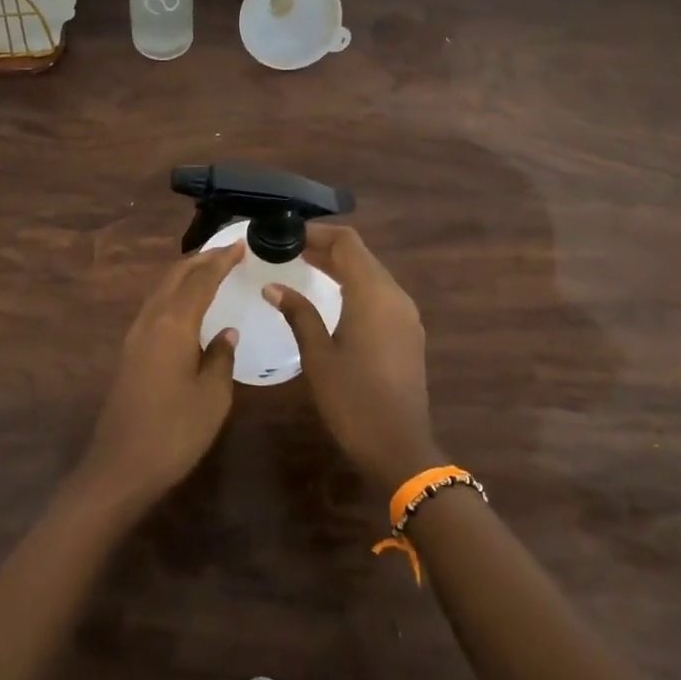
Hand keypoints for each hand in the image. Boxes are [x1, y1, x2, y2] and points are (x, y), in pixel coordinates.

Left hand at [80, 241, 245, 505]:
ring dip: (186, 274)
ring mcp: (136, 335)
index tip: (240, 246)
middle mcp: (151, 320)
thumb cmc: (174, 432)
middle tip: (228, 251)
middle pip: (176, 276)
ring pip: (162, 289)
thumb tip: (225, 333)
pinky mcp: (130, 351)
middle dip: (202, 259)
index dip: (221, 261)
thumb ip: (221, 358)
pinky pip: (155, 306)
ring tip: (210, 269)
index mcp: (174, 325)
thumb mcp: (212, 397)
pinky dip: (175, 293)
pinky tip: (187, 304)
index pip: (201, 280)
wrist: (121, 466)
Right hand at [266, 225, 438, 495]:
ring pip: (371, 273)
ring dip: (340, 265)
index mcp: (373, 294)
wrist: (400, 447)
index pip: (347, 242)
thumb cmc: (353, 399)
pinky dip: (354, 285)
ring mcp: (405, 314)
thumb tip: (273, 286)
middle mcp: (395, 295)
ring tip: (304, 266)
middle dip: (325, 247)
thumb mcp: (318, 355)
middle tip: (289, 249)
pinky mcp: (407, 332)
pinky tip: (331, 297)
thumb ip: (298, 313)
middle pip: (360, 255)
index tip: (287, 234)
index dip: (317, 232)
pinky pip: (379, 294)